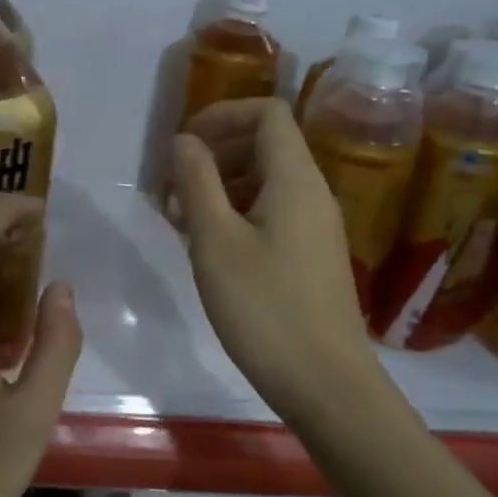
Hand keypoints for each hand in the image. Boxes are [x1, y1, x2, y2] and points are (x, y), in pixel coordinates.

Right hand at [172, 99, 382, 420]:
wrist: (325, 383)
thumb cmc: (264, 308)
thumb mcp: (215, 242)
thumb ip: (197, 182)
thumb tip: (185, 141)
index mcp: (295, 179)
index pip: (267, 113)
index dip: (222, 115)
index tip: (182, 145)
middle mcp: (312, 193)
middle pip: (265, 146)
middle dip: (214, 155)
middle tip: (172, 188)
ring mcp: (316, 227)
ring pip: (265, 183)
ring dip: (220, 188)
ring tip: (180, 222)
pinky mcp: (311, 256)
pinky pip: (272, 214)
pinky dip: (237, 216)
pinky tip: (208, 249)